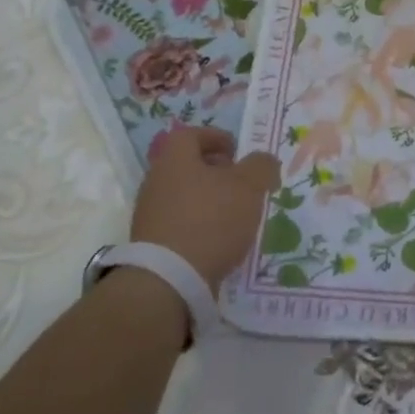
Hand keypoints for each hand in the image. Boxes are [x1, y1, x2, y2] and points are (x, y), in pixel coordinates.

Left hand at [129, 127, 281, 291]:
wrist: (169, 279)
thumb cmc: (211, 219)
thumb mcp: (249, 186)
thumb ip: (261, 166)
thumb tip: (264, 162)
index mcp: (175, 159)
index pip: (191, 134)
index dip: (216, 137)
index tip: (237, 151)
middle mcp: (156, 181)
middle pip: (187, 165)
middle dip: (216, 171)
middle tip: (241, 183)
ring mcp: (150, 213)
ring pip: (184, 194)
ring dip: (209, 199)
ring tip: (235, 215)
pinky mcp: (151, 243)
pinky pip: (179, 222)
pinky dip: (200, 224)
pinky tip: (219, 240)